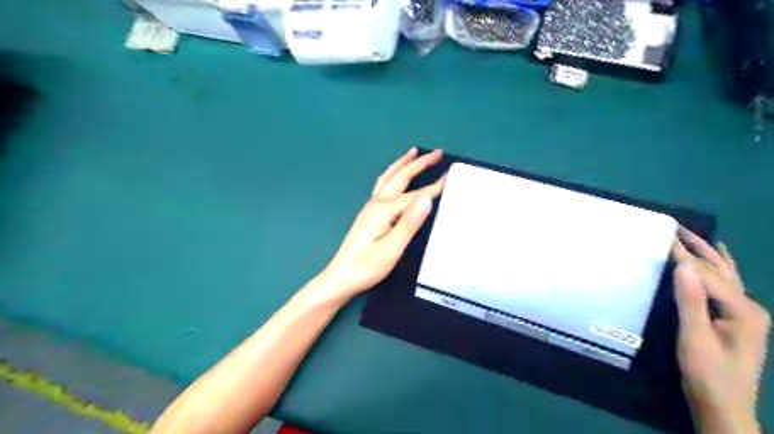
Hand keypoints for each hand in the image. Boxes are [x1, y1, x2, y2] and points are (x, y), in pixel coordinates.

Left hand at [317, 149, 443, 300]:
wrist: (342, 276)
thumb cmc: (368, 266)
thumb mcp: (392, 248)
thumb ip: (409, 223)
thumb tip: (427, 199)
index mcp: (384, 210)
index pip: (414, 194)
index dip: (434, 185)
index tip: (450, 174)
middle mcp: (376, 203)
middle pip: (400, 177)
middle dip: (418, 163)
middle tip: (436, 152)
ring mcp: (370, 206)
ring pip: (388, 177)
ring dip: (402, 163)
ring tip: (413, 152)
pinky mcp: (368, 213)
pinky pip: (383, 184)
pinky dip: (393, 173)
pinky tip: (394, 175)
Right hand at [668, 228, 769, 432]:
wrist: (723, 405)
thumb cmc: (707, 373)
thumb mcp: (695, 338)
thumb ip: (691, 302)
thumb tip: (685, 266)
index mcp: (743, 310)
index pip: (708, 275)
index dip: (684, 255)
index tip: (663, 236)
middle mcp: (749, 307)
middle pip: (723, 270)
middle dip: (700, 248)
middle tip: (677, 228)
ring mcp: (746, 315)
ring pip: (727, 276)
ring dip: (709, 255)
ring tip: (695, 237)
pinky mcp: (735, 321)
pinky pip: (725, 286)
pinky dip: (717, 270)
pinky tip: (717, 263)